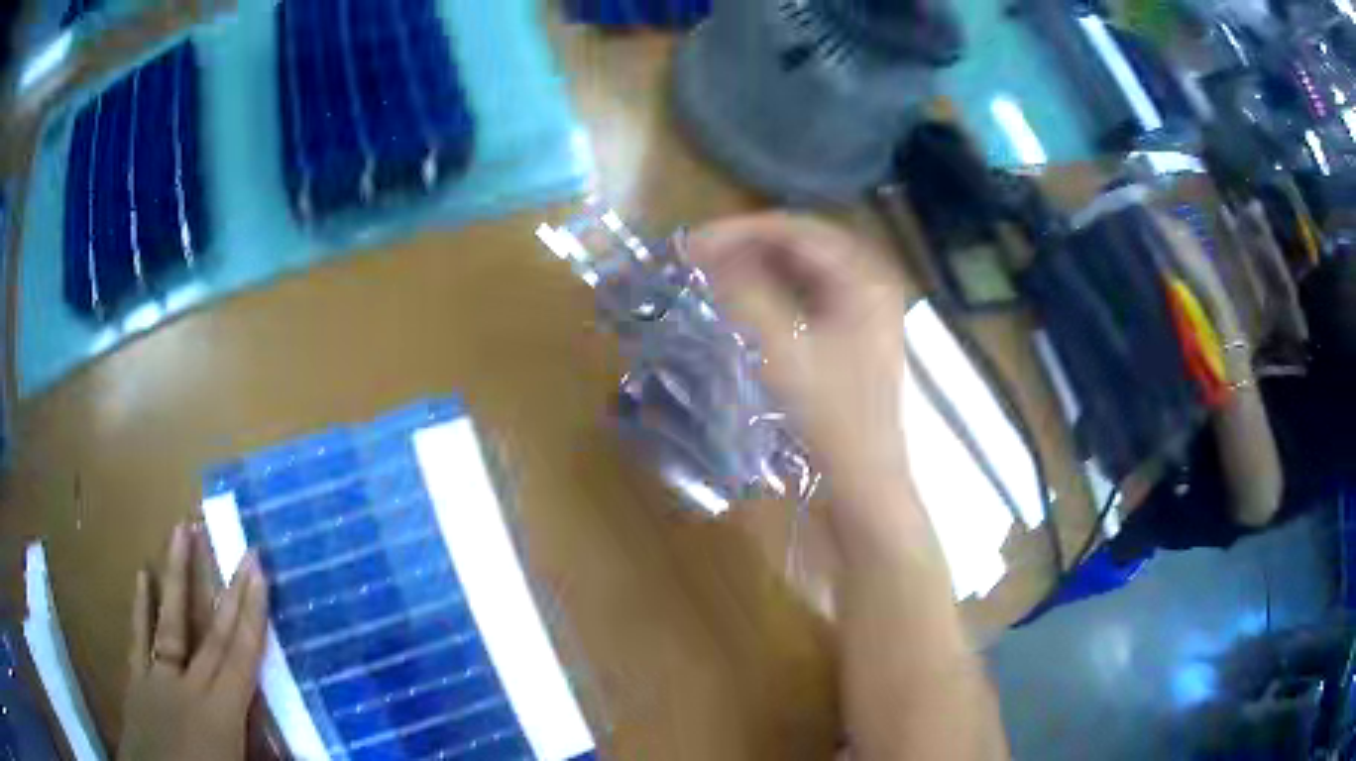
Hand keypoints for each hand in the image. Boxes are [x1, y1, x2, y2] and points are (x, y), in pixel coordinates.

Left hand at [118, 523, 268, 760]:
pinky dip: (141, 608)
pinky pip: (139, 639)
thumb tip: (306, 747)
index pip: (241, 657)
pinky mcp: (137, 681)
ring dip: (177, 578)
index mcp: (220, 714)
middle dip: (229, 593)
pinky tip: (142, 575)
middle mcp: (189, 687)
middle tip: (239, 549)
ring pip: (170, 622)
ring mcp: (158, 679)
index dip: (252, 613)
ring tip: (180, 531)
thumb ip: (265, 752)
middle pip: (213, 636)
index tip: (258, 570)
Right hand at [688, 213, 907, 486]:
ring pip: (803, 269)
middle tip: (697, 258)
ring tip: (712, 275)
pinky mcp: (853, 335)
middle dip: (746, 246)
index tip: (691, 245)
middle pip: (801, 244)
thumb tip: (702, 251)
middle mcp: (871, 282)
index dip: (739, 231)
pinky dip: (773, 292)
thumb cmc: (830, 419)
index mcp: (865, 277)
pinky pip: (808, 295)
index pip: (796, 229)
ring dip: (757, 267)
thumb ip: (741, 293)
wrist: (864, 483)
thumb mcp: (781, 351)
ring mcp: (865, 310)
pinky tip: (744, 302)